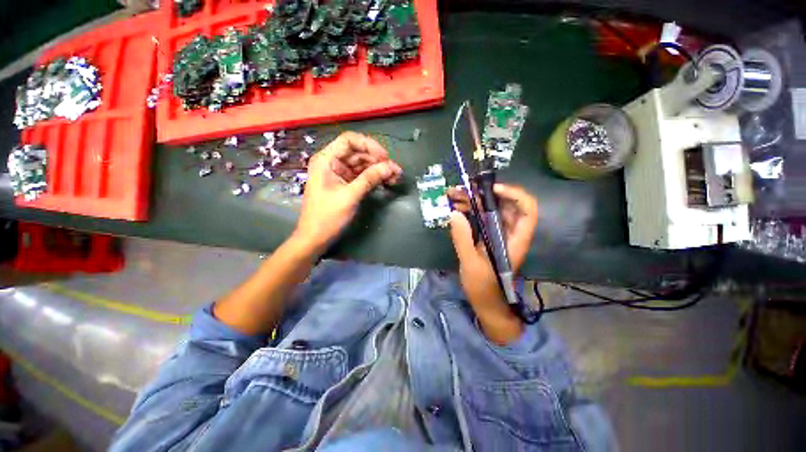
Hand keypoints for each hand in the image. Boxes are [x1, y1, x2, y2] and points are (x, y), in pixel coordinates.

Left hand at [292, 132, 401, 255]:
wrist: (315, 238)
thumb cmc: (327, 217)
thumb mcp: (350, 196)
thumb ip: (370, 179)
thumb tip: (390, 167)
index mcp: (326, 160)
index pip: (349, 140)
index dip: (369, 145)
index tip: (385, 157)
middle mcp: (332, 162)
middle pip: (359, 153)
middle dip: (378, 161)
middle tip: (396, 172)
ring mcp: (339, 174)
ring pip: (363, 165)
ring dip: (379, 170)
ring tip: (395, 178)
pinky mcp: (345, 184)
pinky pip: (362, 176)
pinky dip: (374, 178)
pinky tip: (386, 182)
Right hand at [447, 184, 537, 341]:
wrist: (486, 303)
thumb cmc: (483, 287)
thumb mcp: (471, 264)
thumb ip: (463, 239)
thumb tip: (454, 213)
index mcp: (515, 240)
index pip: (527, 210)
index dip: (514, 194)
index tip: (491, 189)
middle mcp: (510, 232)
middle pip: (505, 204)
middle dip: (484, 193)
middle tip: (462, 190)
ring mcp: (498, 233)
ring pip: (491, 209)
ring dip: (474, 200)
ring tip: (454, 196)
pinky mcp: (488, 236)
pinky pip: (482, 217)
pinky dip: (470, 210)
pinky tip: (456, 207)